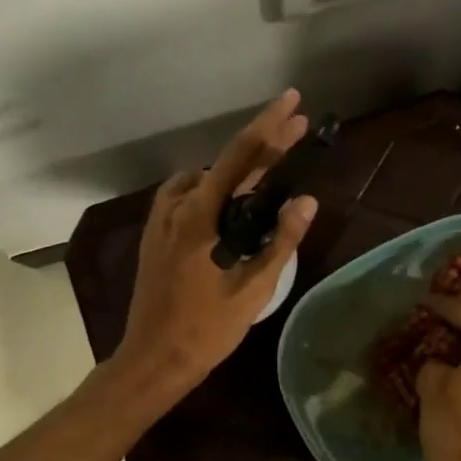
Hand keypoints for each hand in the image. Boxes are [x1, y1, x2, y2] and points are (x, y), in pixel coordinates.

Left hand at [115, 90, 317, 394]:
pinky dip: (211, 189)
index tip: (293, 103)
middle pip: (225, 164)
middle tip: (296, 128)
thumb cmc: (207, 328)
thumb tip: (306, 200)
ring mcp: (161, 220)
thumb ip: (280, 241)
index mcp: (200, 216)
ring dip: (235, 170)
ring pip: (203, 180)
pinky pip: (186, 196)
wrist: (154, 358)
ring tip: (267, 173)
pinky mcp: (155, 234)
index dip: (269, 127)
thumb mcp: (253, 288)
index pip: (240, 157)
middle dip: (263, 144)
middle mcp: (177, 207)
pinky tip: (226, 204)